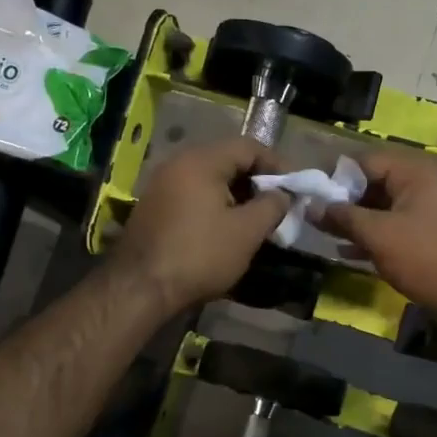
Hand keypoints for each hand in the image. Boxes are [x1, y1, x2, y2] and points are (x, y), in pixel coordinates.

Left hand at [111, 137, 289, 312]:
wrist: (140, 288)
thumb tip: (283, 194)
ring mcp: (162, 185)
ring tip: (257, 220)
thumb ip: (272, 205)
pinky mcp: (154, 207)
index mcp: (201, 161)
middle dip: (257, 181)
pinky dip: (216, 205)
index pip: (249, 147)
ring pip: (210, 179)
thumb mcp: (247, 231)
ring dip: (237, 196)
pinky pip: (193, 195)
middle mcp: (178, 164)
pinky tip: (227, 229)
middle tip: (278, 205)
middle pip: (228, 161)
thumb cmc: (200, 255)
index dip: (278, 165)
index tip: (296, 188)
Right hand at [322, 151, 436, 323]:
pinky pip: (400, 226)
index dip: (335, 176)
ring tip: (327, 236)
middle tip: (316, 219)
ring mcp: (436, 209)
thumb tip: (312, 205)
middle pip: (377, 182)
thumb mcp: (379, 235)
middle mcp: (429, 182)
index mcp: (417, 170)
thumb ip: (343, 217)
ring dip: (359, 221)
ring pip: (387, 207)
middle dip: (346, 201)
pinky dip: (378, 236)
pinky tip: (351, 253)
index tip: (310, 195)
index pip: (366, 160)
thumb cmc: (428, 258)